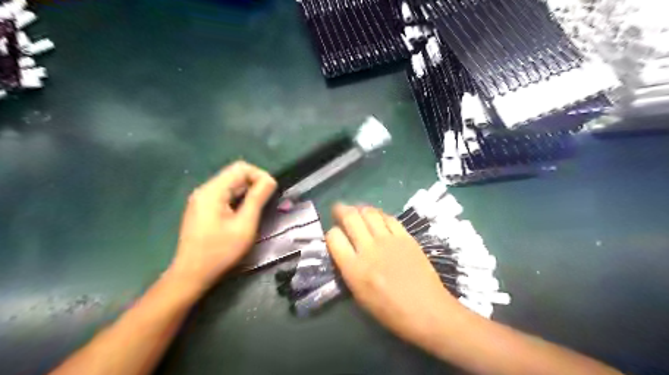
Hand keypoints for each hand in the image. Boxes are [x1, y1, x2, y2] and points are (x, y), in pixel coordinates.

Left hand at [170, 162, 280, 288]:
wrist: (191, 275)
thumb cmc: (221, 251)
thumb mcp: (245, 225)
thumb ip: (257, 199)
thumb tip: (270, 180)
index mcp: (213, 191)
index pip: (241, 168)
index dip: (260, 176)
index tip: (271, 193)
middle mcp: (205, 190)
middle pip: (235, 174)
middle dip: (254, 184)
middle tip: (266, 204)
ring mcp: (201, 199)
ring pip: (230, 185)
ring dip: (247, 193)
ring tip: (257, 210)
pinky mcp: (201, 209)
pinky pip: (224, 196)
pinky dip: (237, 200)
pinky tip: (242, 215)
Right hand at [327, 205, 466, 345]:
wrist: (427, 311)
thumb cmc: (390, 311)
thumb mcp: (360, 296)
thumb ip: (349, 269)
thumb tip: (345, 250)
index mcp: (354, 269)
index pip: (334, 237)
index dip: (331, 233)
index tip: (334, 235)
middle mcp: (369, 249)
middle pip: (350, 218)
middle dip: (340, 209)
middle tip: (338, 209)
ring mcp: (389, 240)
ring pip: (369, 212)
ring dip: (359, 208)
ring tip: (357, 210)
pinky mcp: (406, 237)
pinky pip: (389, 218)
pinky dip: (379, 214)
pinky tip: (377, 217)